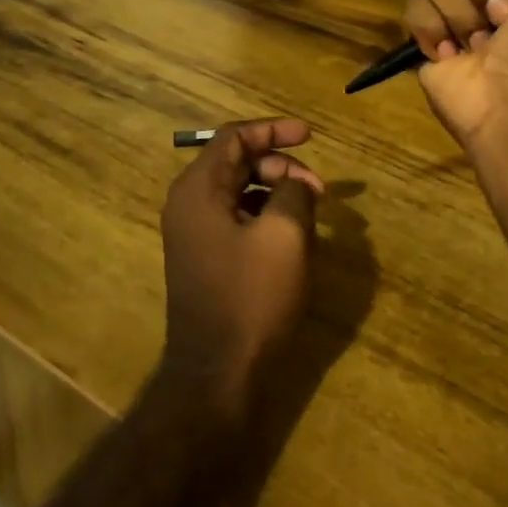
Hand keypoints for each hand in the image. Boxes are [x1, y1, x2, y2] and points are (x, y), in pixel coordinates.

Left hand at [158, 118, 324, 427]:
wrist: (218, 376)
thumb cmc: (251, 299)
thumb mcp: (285, 235)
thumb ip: (293, 192)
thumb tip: (296, 185)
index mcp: (198, 190)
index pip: (234, 138)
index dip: (274, 130)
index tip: (310, 135)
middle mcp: (189, 205)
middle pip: (237, 163)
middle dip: (281, 167)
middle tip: (318, 190)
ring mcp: (194, 234)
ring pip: (240, 191)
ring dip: (277, 192)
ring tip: (311, 213)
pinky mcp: (206, 259)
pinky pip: (237, 219)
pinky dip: (266, 215)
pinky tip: (293, 236)